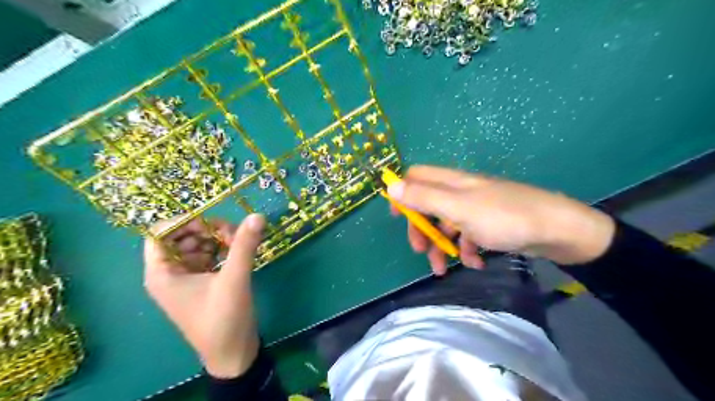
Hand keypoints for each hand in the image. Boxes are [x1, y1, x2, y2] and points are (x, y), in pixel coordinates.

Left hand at [142, 215, 265, 376]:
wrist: (232, 352)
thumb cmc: (224, 318)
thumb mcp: (234, 279)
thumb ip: (244, 245)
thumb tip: (257, 215)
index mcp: (162, 273)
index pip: (160, 233)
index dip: (184, 222)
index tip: (213, 222)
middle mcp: (169, 273)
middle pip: (181, 236)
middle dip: (206, 230)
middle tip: (232, 234)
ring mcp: (186, 278)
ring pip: (196, 245)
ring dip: (216, 239)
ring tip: (238, 243)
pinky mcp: (201, 282)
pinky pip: (207, 256)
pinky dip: (221, 250)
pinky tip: (237, 253)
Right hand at [385, 165, 614, 274]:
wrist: (558, 230)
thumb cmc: (504, 217)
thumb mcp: (458, 208)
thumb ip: (424, 197)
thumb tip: (390, 185)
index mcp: (451, 182)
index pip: (417, 177)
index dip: (403, 193)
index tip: (396, 216)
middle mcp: (461, 192)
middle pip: (428, 205)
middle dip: (422, 228)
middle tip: (420, 250)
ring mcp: (476, 209)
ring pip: (447, 224)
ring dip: (442, 246)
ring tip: (444, 270)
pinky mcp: (489, 224)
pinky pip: (468, 236)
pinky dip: (467, 250)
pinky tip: (476, 262)